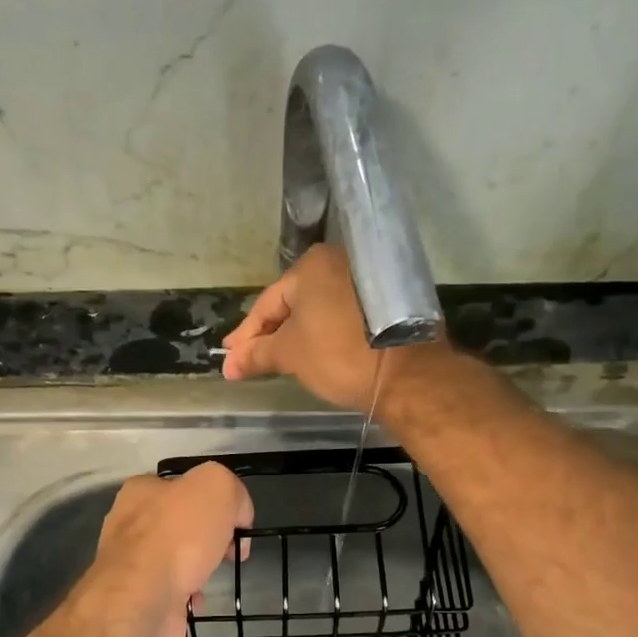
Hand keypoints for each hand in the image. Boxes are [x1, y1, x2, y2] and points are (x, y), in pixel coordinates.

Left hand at [94, 462, 252, 636]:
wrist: (142, 602)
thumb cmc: (177, 538)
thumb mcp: (217, 487)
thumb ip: (232, 491)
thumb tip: (237, 515)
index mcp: (141, 491)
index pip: (183, 485)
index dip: (216, 500)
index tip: (235, 522)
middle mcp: (130, 523)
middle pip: (182, 524)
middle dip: (210, 537)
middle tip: (229, 550)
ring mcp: (130, 563)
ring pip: (177, 558)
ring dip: (199, 568)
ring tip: (209, 576)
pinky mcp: (136, 597)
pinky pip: (171, 591)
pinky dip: (188, 596)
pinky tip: (194, 599)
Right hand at [223, 245, 448, 408]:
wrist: (408, 375)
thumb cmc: (340, 355)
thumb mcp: (291, 355)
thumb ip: (256, 355)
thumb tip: (229, 365)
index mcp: (312, 265)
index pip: (268, 303)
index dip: (246, 336)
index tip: (231, 360)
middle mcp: (341, 261)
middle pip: (295, 303)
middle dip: (272, 334)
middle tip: (250, 360)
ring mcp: (368, 279)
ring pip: (321, 310)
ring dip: (299, 334)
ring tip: (280, 359)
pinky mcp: (389, 301)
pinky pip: (344, 316)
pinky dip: (326, 333)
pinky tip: (316, 352)